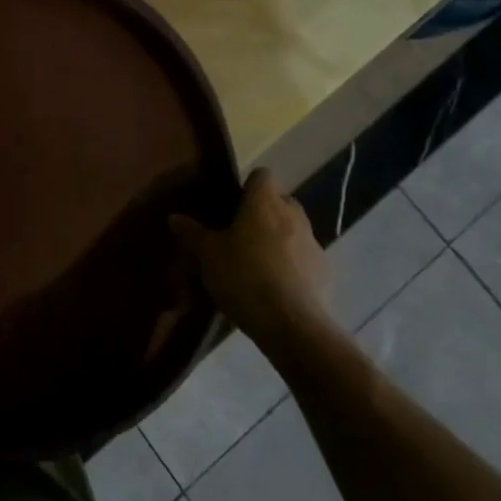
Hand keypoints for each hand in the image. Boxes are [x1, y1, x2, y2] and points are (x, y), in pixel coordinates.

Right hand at [171, 170, 333, 356]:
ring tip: (260, 262)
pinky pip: (306, 258)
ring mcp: (314, 244)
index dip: (249, 185)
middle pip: (282, 201)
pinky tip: (279, 286)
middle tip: (243, 232)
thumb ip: (193, 233)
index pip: (262, 175)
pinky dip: (295, 265)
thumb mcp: (208, 256)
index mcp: (264, 203)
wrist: (293, 325)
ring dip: (281, 238)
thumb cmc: (244, 277)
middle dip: (266, 211)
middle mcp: (293, 215)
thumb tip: (174, 217)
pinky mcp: (326, 272)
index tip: (233, 202)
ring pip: (296, 229)